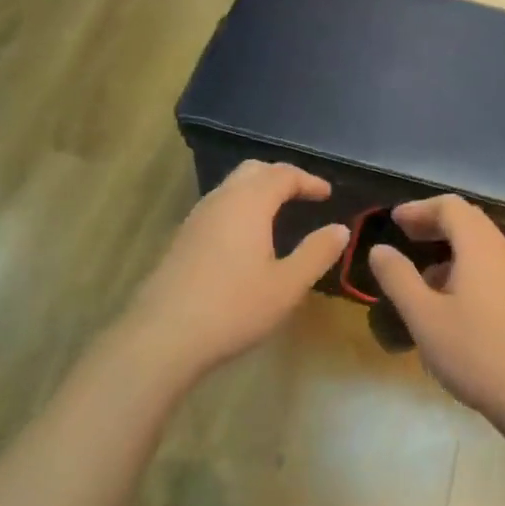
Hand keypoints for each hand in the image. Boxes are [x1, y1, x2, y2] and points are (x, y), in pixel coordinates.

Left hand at [117, 160, 350, 382]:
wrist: (165, 334)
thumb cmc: (234, 307)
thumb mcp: (287, 285)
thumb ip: (316, 253)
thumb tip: (340, 229)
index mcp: (249, 203)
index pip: (283, 174)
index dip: (308, 180)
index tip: (327, 194)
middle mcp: (221, 200)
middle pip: (253, 170)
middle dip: (281, 177)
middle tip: (303, 195)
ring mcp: (196, 217)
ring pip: (231, 187)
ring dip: (258, 191)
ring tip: (279, 213)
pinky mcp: (183, 237)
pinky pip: (218, 206)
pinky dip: (241, 207)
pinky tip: (247, 237)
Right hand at [368, 196, 504, 422]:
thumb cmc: (476, 352)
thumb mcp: (424, 317)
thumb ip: (398, 278)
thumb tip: (379, 249)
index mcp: (480, 248)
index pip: (450, 207)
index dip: (419, 208)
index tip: (394, 221)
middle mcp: (503, 254)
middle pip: (468, 221)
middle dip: (434, 224)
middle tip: (405, 236)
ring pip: (480, 247)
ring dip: (449, 249)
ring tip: (420, 276)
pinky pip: (490, 269)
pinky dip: (464, 269)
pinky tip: (448, 303)